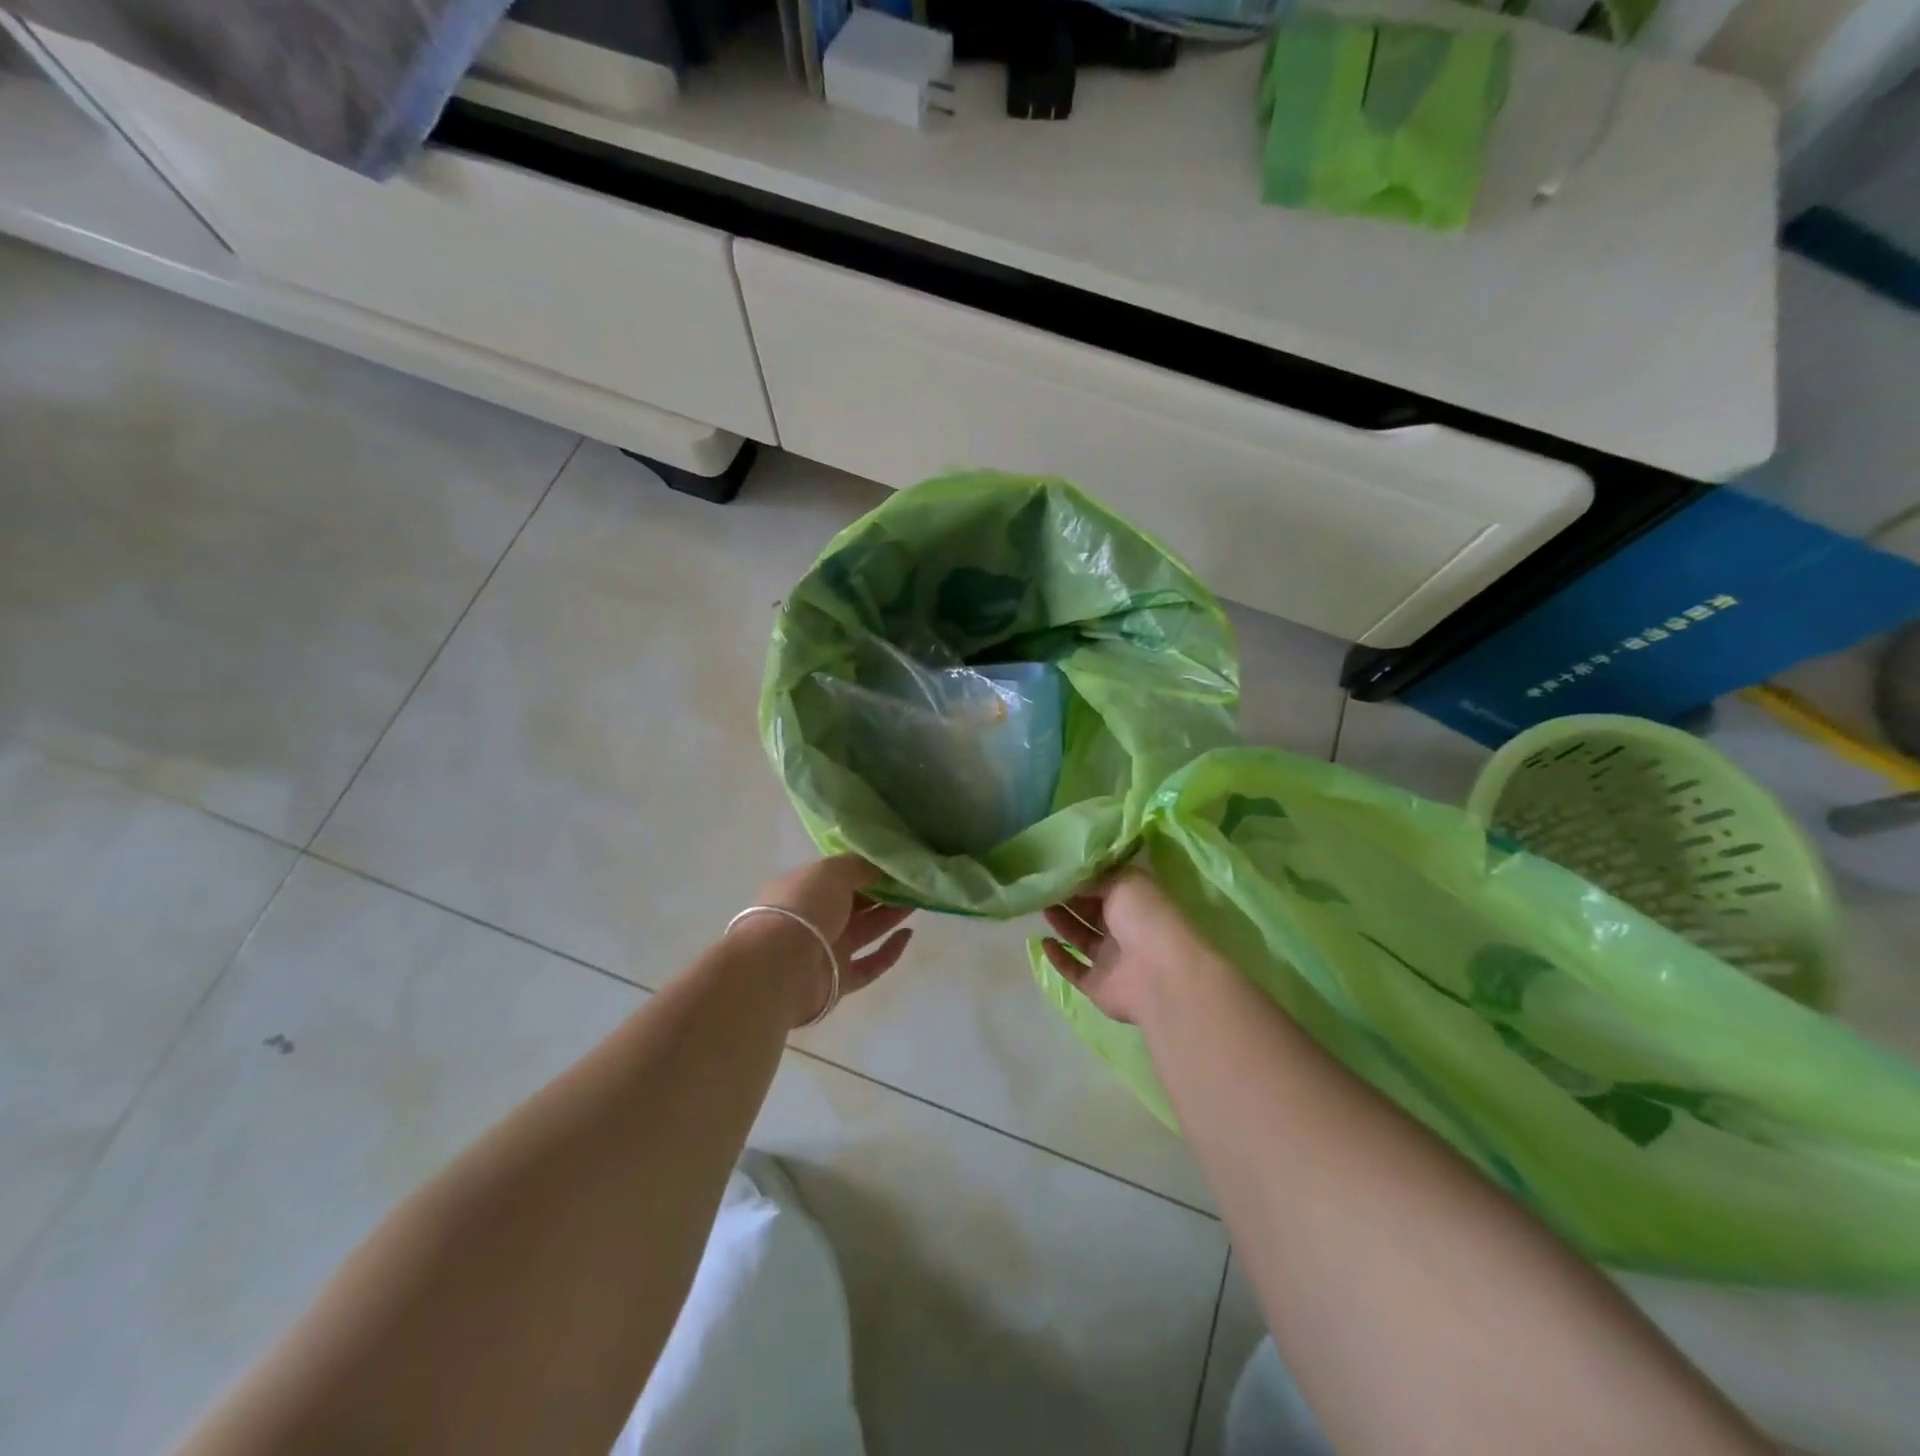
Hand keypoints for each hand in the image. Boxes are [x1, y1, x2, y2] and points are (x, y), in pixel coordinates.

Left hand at [748, 855, 915, 1024]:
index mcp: (805, 889)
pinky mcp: (839, 981)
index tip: (896, 863)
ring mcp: (826, 951)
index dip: (867, 869)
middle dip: (883, 892)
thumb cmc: (803, 907)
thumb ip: (859, 866)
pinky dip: (889, 951)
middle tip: (914, 881)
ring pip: (865, 931)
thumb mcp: (832, 871)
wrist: (780, 966)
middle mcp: (814, 919)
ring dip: (890, 916)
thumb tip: (882, 864)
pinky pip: (870, 964)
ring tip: (919, 900)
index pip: (839, 877)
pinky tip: (908, 934)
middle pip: (855, 903)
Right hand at [1041, 866, 1208, 1024]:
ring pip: (1081, 938)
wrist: (1160, 975)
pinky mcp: (1099, 985)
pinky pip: (1074, 970)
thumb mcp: (1121, 881)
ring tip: (1040, 906)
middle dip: (1068, 898)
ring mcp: (1112, 959)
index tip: (1056, 867)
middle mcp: (1125, 929)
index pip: (1105, 886)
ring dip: (1062, 922)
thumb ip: (1093, 877)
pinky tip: (1043, 942)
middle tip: (1042, 885)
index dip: (1082, 877)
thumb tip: (1070, 875)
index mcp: (1135, 902)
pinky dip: (1058, 958)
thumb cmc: (1145, 917)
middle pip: (1091, 911)